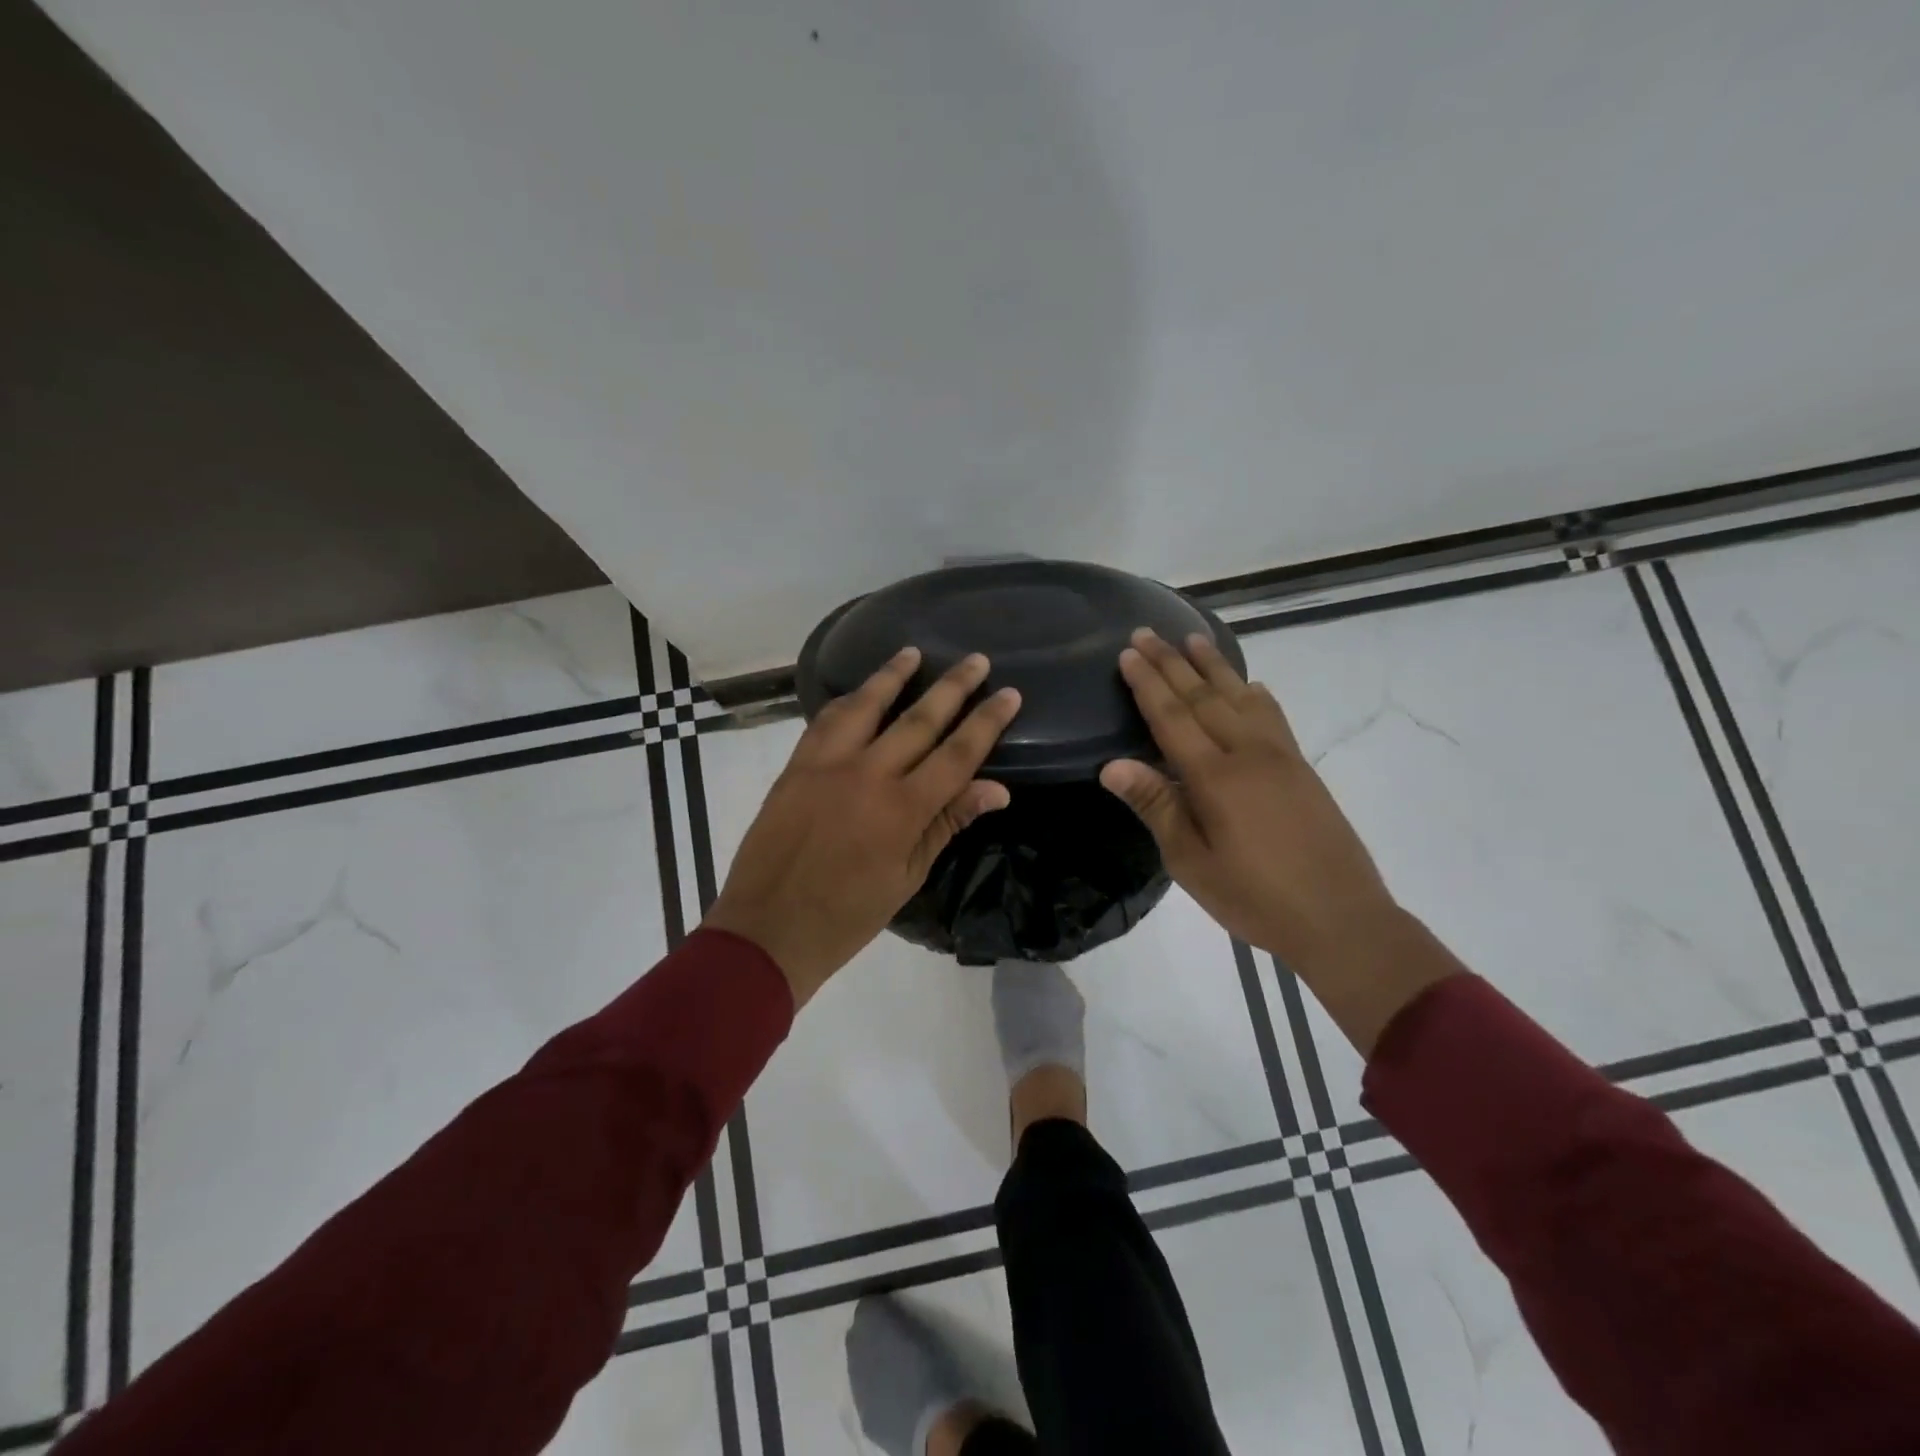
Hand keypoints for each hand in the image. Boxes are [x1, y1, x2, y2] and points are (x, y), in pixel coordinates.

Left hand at [705, 648, 1020, 1006]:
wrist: (768, 927)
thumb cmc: (848, 915)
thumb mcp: (908, 877)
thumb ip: (947, 824)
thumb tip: (996, 789)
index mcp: (902, 810)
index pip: (957, 754)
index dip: (986, 722)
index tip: (1008, 693)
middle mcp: (867, 775)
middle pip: (919, 720)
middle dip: (953, 687)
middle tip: (976, 660)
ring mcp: (826, 765)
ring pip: (866, 707)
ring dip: (892, 676)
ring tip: (914, 651)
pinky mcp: (795, 766)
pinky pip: (824, 721)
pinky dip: (847, 701)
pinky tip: (859, 692)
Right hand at [1101, 630, 1459, 1049]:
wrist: (1341, 919)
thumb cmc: (1254, 897)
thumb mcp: (1191, 862)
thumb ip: (1156, 807)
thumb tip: (1112, 765)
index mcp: (1215, 777)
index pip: (1172, 717)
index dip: (1147, 684)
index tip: (1128, 652)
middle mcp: (1248, 753)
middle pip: (1203, 697)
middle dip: (1172, 663)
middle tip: (1148, 632)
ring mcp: (1280, 756)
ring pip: (1240, 697)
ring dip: (1213, 666)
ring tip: (1192, 638)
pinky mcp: (1301, 768)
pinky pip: (1273, 716)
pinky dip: (1255, 694)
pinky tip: (1250, 685)